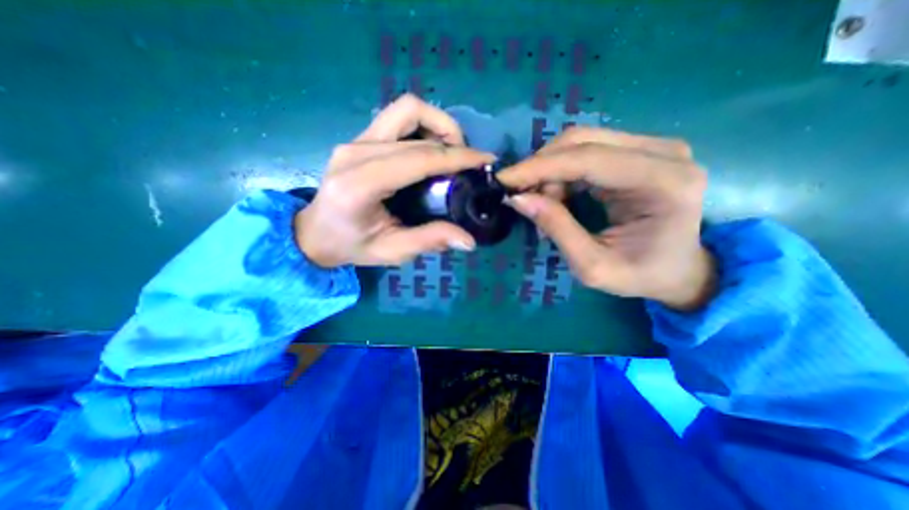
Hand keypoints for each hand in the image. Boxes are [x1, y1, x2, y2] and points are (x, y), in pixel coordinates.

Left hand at [296, 96, 493, 269]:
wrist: (315, 233)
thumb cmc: (351, 245)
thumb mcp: (392, 251)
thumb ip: (429, 241)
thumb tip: (469, 241)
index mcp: (360, 184)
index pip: (418, 158)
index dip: (456, 156)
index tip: (484, 161)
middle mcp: (355, 152)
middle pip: (414, 123)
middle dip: (453, 139)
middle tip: (470, 163)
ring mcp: (355, 140)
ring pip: (406, 109)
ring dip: (438, 124)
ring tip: (453, 152)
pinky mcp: (359, 139)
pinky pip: (398, 118)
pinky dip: (424, 127)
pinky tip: (432, 150)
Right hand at [497, 127, 717, 311]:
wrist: (679, 270)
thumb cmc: (640, 275)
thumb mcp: (592, 266)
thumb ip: (557, 229)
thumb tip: (518, 199)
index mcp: (663, 184)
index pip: (589, 159)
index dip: (540, 167)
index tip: (504, 180)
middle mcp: (664, 154)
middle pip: (583, 141)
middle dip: (542, 168)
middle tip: (522, 197)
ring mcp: (654, 147)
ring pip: (581, 142)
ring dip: (550, 171)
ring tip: (542, 204)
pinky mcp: (639, 151)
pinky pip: (587, 151)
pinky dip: (561, 171)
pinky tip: (556, 195)